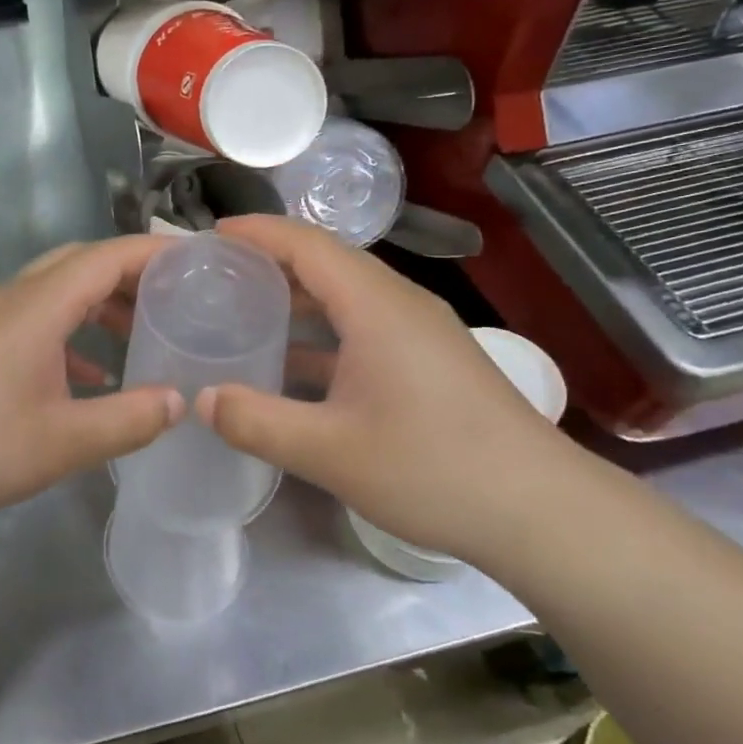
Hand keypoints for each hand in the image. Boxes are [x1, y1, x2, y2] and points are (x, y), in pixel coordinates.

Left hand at [0, 234, 182, 532]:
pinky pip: (34, 319)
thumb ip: (128, 420)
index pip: (106, 256)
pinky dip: (70, 332)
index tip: (197, 260)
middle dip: (130, 274)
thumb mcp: (64, 441)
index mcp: (39, 306)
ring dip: (99, 303)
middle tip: (174, 297)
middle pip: (81, 263)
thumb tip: (179, 401)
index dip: (153, 252)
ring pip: (56, 291)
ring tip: (139, 333)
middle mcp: (14, 298)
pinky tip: (88, 375)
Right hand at [197, 215, 571, 560]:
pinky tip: (294, 362)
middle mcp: (398, 302)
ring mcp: (419, 330)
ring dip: (296, 295)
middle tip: (217, 273)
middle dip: (270, 260)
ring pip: (346, 293)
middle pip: (326, 261)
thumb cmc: (432, 468)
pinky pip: (363, 322)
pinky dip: (322, 328)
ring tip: (244, 309)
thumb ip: (257, 422)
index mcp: (375, 304)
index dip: (257, 232)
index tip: (210, 236)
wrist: (541, 511)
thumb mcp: (330, 452)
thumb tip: (201, 399)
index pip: (306, 244)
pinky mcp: (429, 358)